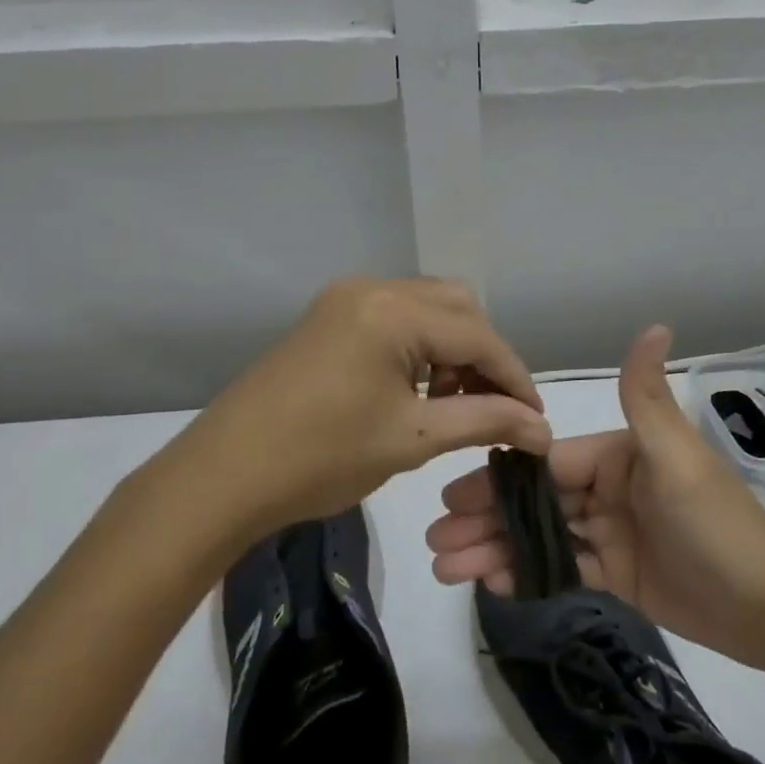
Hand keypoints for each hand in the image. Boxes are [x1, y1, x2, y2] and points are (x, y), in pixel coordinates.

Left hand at [149, 277, 551, 543]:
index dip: (513, 377)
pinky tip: (416, 390)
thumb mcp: (412, 438)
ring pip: (427, 308)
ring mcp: (346, 298)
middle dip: (483, 355)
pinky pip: (395, 318)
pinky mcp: (329, 316)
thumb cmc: (320, 458)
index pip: (478, 334)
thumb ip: (485, 420)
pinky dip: (418, 348)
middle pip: (457, 306)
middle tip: (492, 408)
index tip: (536, 420)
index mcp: (393, 310)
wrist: (222, 476)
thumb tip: (542, 429)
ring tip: (452, 404)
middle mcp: (372, 287)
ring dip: (451, 349)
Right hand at [426, 324, 764, 669]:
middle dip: (486, 517)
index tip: (451, 494)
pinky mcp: (618, 574)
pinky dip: (526, 575)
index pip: (546, 461)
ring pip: (542, 536)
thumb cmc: (718, 525)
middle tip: (435, 540)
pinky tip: (490, 584)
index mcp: (618, 454)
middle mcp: (610, 486)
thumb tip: (656, 322)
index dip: (499, 477)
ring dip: (495, 549)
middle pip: (535, 500)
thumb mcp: (677, 458)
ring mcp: (612, 532)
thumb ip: (646, 397)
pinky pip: (563, 570)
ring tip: (446, 569)